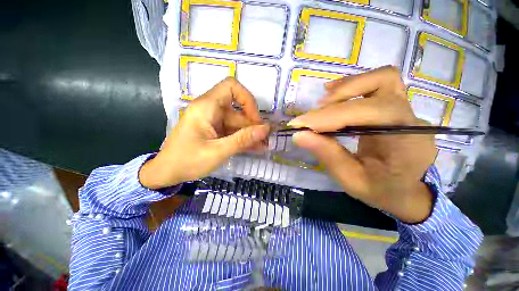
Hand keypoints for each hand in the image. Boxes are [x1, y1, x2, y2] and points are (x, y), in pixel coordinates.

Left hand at [139, 77, 269, 188]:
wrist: (166, 173)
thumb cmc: (187, 161)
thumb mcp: (218, 152)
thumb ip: (243, 139)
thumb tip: (266, 129)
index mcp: (206, 107)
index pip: (231, 86)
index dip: (247, 99)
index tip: (255, 119)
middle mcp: (210, 109)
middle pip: (238, 110)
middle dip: (253, 125)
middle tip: (265, 139)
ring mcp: (213, 121)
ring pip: (237, 123)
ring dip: (250, 134)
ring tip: (263, 146)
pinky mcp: (214, 130)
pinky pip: (232, 131)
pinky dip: (243, 138)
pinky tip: (254, 147)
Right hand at [289, 66, 436, 223]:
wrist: (404, 191)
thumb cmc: (380, 190)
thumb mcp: (351, 180)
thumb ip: (327, 155)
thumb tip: (299, 135)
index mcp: (408, 144)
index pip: (371, 113)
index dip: (332, 115)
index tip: (301, 124)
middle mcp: (412, 120)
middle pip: (381, 85)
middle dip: (339, 98)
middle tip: (312, 116)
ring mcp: (406, 110)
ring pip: (381, 78)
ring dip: (347, 87)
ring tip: (322, 103)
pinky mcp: (395, 108)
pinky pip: (376, 85)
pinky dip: (351, 87)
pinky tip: (333, 97)